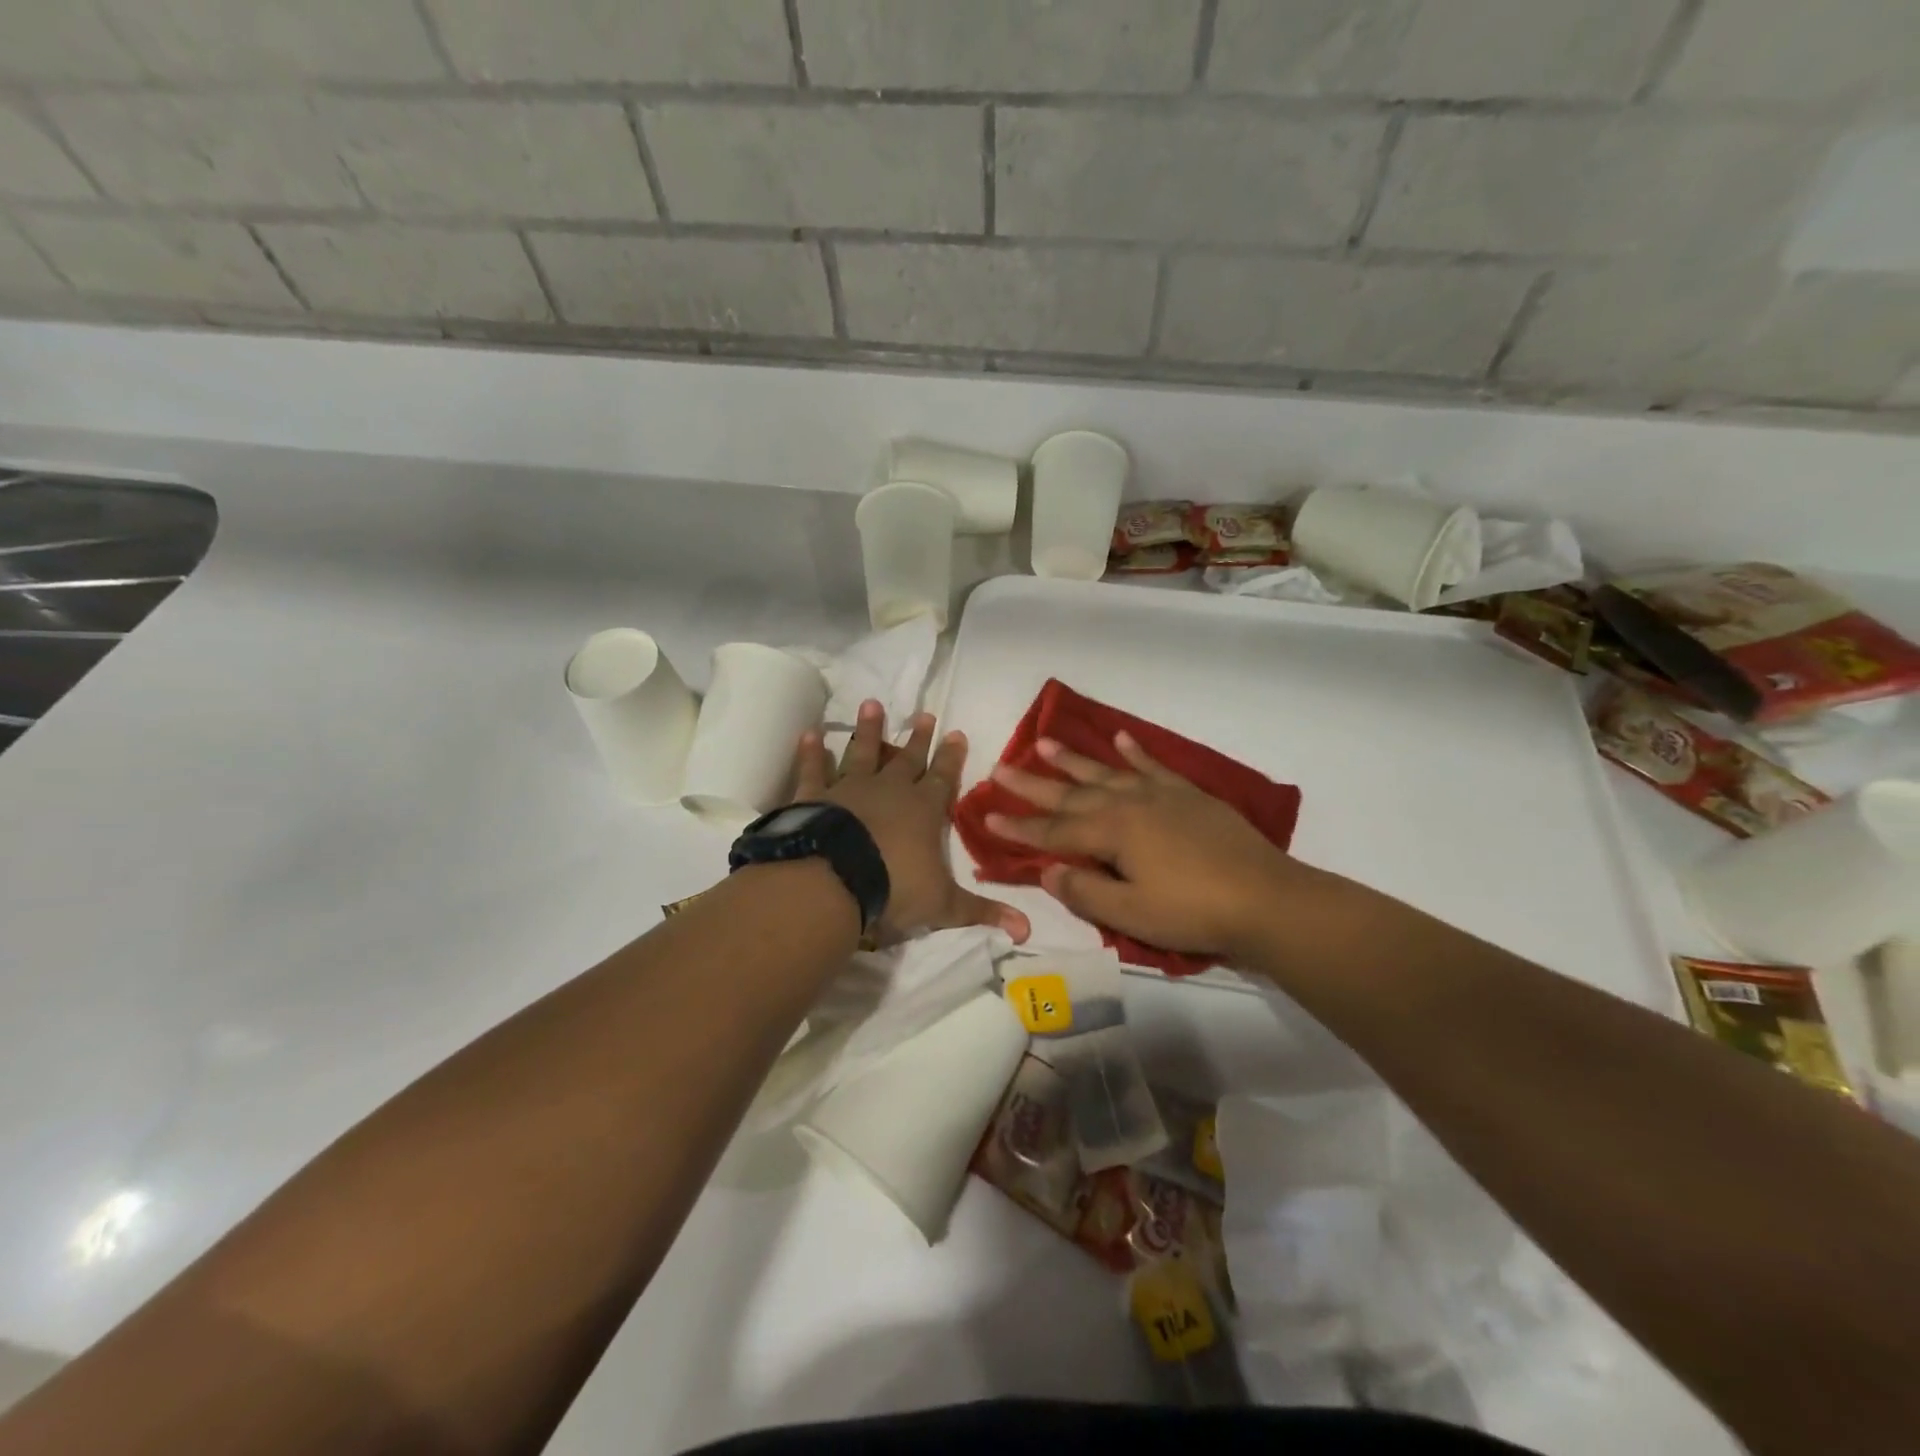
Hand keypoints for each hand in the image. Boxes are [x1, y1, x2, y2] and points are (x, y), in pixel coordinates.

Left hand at [794, 701, 1030, 944]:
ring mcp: (850, 788)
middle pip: (907, 758)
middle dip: (918, 738)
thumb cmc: (894, 887)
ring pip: (862, 752)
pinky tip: (810, 734)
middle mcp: (890, 789)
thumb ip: (982, 912)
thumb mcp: (943, 905)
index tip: (957, 732)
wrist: (835, 879)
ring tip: (871, 704)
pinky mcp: (815, 796)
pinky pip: (813, 769)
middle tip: (924, 715)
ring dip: (868, 730)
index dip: (952, 757)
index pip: (944, 777)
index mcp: (923, 809)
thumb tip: (1026, 932)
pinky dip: (811, 752)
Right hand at [985, 731, 1316, 960]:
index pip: (1053, 831)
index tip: (986, 816)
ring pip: (1106, 772)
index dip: (1018, 828)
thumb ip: (1084, 891)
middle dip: (1033, 784)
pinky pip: (1153, 766)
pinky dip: (1134, 752)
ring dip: (1074, 759)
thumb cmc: (1192, 912)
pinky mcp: (1188, 794)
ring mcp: (1160, 795)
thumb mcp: (1130, 914)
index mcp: (1111, 833)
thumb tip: (1046, 871)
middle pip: (1071, 794)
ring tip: (1044, 742)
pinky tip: (1120, 738)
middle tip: (1001, 768)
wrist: (1265, 898)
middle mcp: (1128, 804)